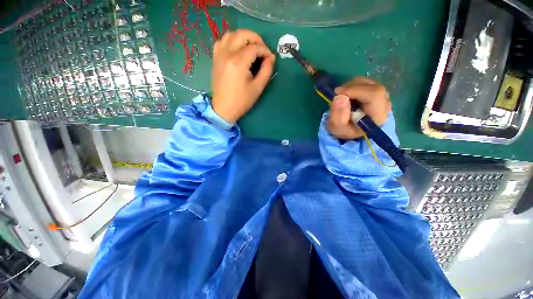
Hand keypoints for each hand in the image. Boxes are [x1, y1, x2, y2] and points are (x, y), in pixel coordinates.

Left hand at [211, 29, 275, 122]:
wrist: (224, 108)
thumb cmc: (242, 101)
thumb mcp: (258, 87)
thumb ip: (266, 70)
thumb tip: (271, 57)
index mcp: (238, 62)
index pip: (255, 47)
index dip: (265, 51)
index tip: (270, 58)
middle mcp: (227, 53)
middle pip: (242, 34)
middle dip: (256, 39)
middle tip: (262, 50)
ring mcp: (219, 54)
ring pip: (231, 34)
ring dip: (243, 37)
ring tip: (251, 48)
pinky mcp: (215, 58)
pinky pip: (222, 41)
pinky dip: (232, 40)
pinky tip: (237, 49)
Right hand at [327, 77, 391, 139]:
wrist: (350, 130)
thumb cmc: (344, 130)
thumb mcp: (337, 127)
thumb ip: (338, 115)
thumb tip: (339, 97)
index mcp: (378, 116)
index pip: (374, 95)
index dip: (356, 90)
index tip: (338, 93)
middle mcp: (385, 105)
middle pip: (372, 87)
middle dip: (352, 87)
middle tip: (337, 94)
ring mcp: (382, 97)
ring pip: (369, 83)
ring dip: (352, 86)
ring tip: (342, 95)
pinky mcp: (377, 93)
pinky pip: (367, 83)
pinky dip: (354, 86)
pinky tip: (347, 95)